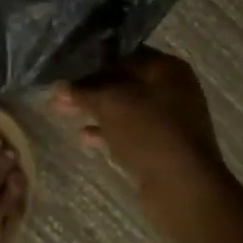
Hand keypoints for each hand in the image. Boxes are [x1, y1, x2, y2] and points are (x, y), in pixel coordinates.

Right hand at [52, 49, 230, 234]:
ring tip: (62, 111)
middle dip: (89, 88)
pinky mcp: (164, 148)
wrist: (184, 189)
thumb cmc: (148, 131)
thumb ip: (82, 91)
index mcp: (166, 68)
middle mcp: (172, 89)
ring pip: (124, 108)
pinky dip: (108, 132)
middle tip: (58, 94)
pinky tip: (84, 136)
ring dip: (95, 110)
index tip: (64, 69)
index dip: (90, 61)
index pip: (121, 54)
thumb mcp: (109, 103)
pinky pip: (130, 132)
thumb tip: (58, 86)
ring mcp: (170, 121)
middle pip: (122, 81)